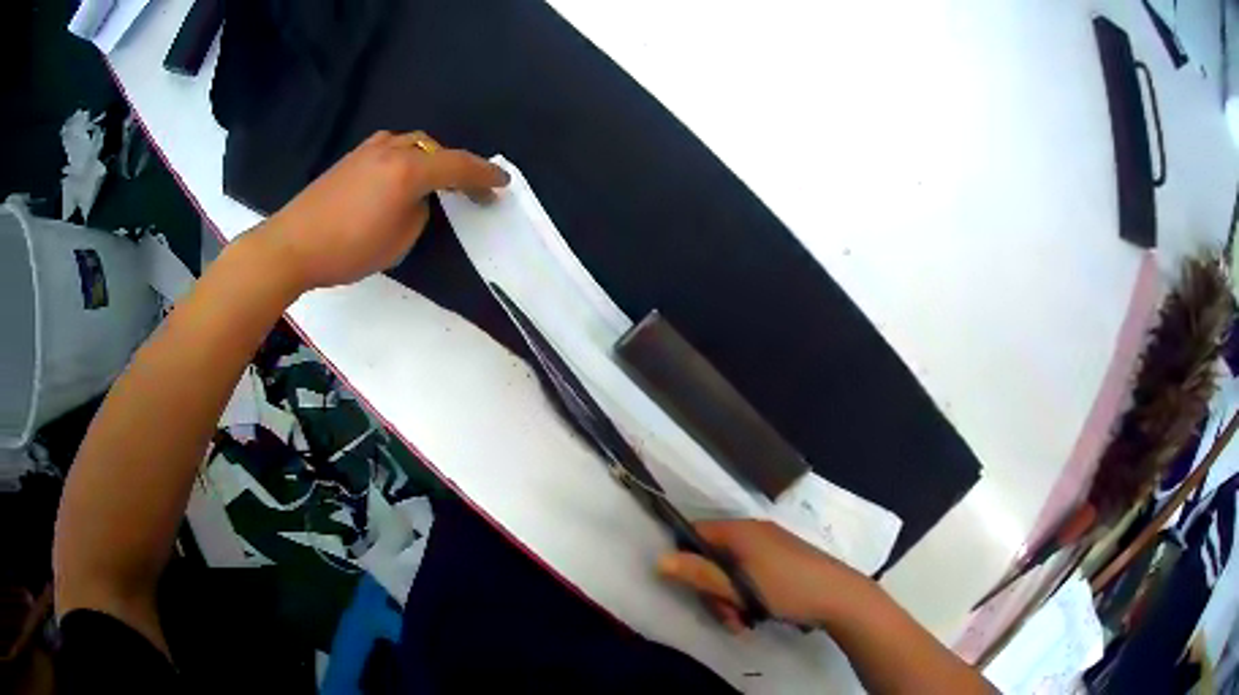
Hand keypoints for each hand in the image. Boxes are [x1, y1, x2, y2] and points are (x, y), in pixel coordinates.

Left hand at [257, 130, 508, 293]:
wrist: (292, 244)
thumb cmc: (347, 249)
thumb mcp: (398, 241)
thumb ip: (418, 212)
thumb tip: (417, 198)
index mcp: (409, 170)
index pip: (458, 166)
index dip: (484, 175)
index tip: (502, 183)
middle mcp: (393, 149)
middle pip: (435, 148)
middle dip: (455, 165)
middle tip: (467, 187)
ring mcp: (369, 149)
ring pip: (413, 143)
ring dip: (429, 158)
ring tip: (434, 179)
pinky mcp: (352, 157)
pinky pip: (392, 148)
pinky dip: (406, 157)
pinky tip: (400, 175)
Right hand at [657, 519, 861, 631]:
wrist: (840, 597)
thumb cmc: (787, 589)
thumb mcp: (739, 587)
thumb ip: (700, 574)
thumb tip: (659, 559)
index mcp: (742, 531)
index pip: (697, 532)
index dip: (685, 558)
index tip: (689, 587)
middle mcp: (754, 533)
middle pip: (713, 558)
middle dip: (713, 591)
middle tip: (725, 615)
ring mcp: (770, 547)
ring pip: (731, 572)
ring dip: (729, 600)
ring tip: (742, 623)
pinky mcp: (782, 563)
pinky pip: (750, 576)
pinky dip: (746, 596)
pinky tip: (755, 618)